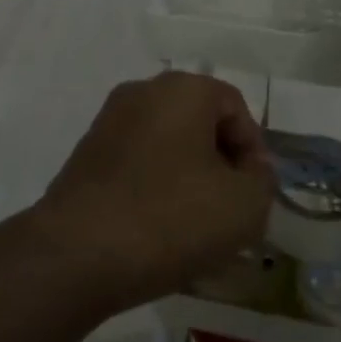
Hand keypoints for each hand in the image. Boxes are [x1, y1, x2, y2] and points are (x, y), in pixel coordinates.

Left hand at [30, 72, 272, 316]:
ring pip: (167, 145)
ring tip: (197, 227)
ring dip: (188, 178)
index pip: (235, 107)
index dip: (254, 150)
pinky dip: (155, 188)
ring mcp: (108, 122)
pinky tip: (159, 230)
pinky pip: (138, 164)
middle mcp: (142, 92)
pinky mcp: (86, 155)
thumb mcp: (244, 206)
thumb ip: (263, 180)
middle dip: (221, 164)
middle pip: (199, 122)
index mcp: (182, 89)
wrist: (77, 253)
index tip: (255, 194)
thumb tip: (252, 170)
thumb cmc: (171, 217)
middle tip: (231, 210)